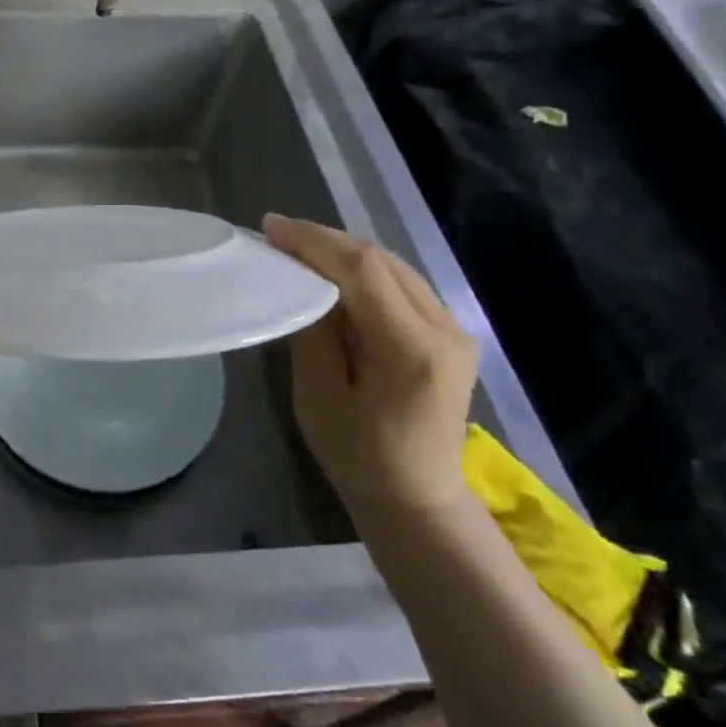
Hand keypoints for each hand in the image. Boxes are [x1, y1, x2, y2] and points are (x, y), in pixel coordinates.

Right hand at [263, 215, 476, 518]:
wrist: (418, 499)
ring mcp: (455, 330)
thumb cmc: (358, 455)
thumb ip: (313, 329)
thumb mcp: (318, 394)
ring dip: (343, 251)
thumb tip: (301, 277)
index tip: (270, 228)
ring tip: (297, 247)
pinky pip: (402, 282)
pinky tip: (332, 271)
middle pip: (381, 260)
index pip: (363, 270)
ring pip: (393, 265)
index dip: (314, 241)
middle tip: (277, 234)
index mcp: (413, 351)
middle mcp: (445, 330)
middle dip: (325, 240)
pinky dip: (363, 269)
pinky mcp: (450, 333)